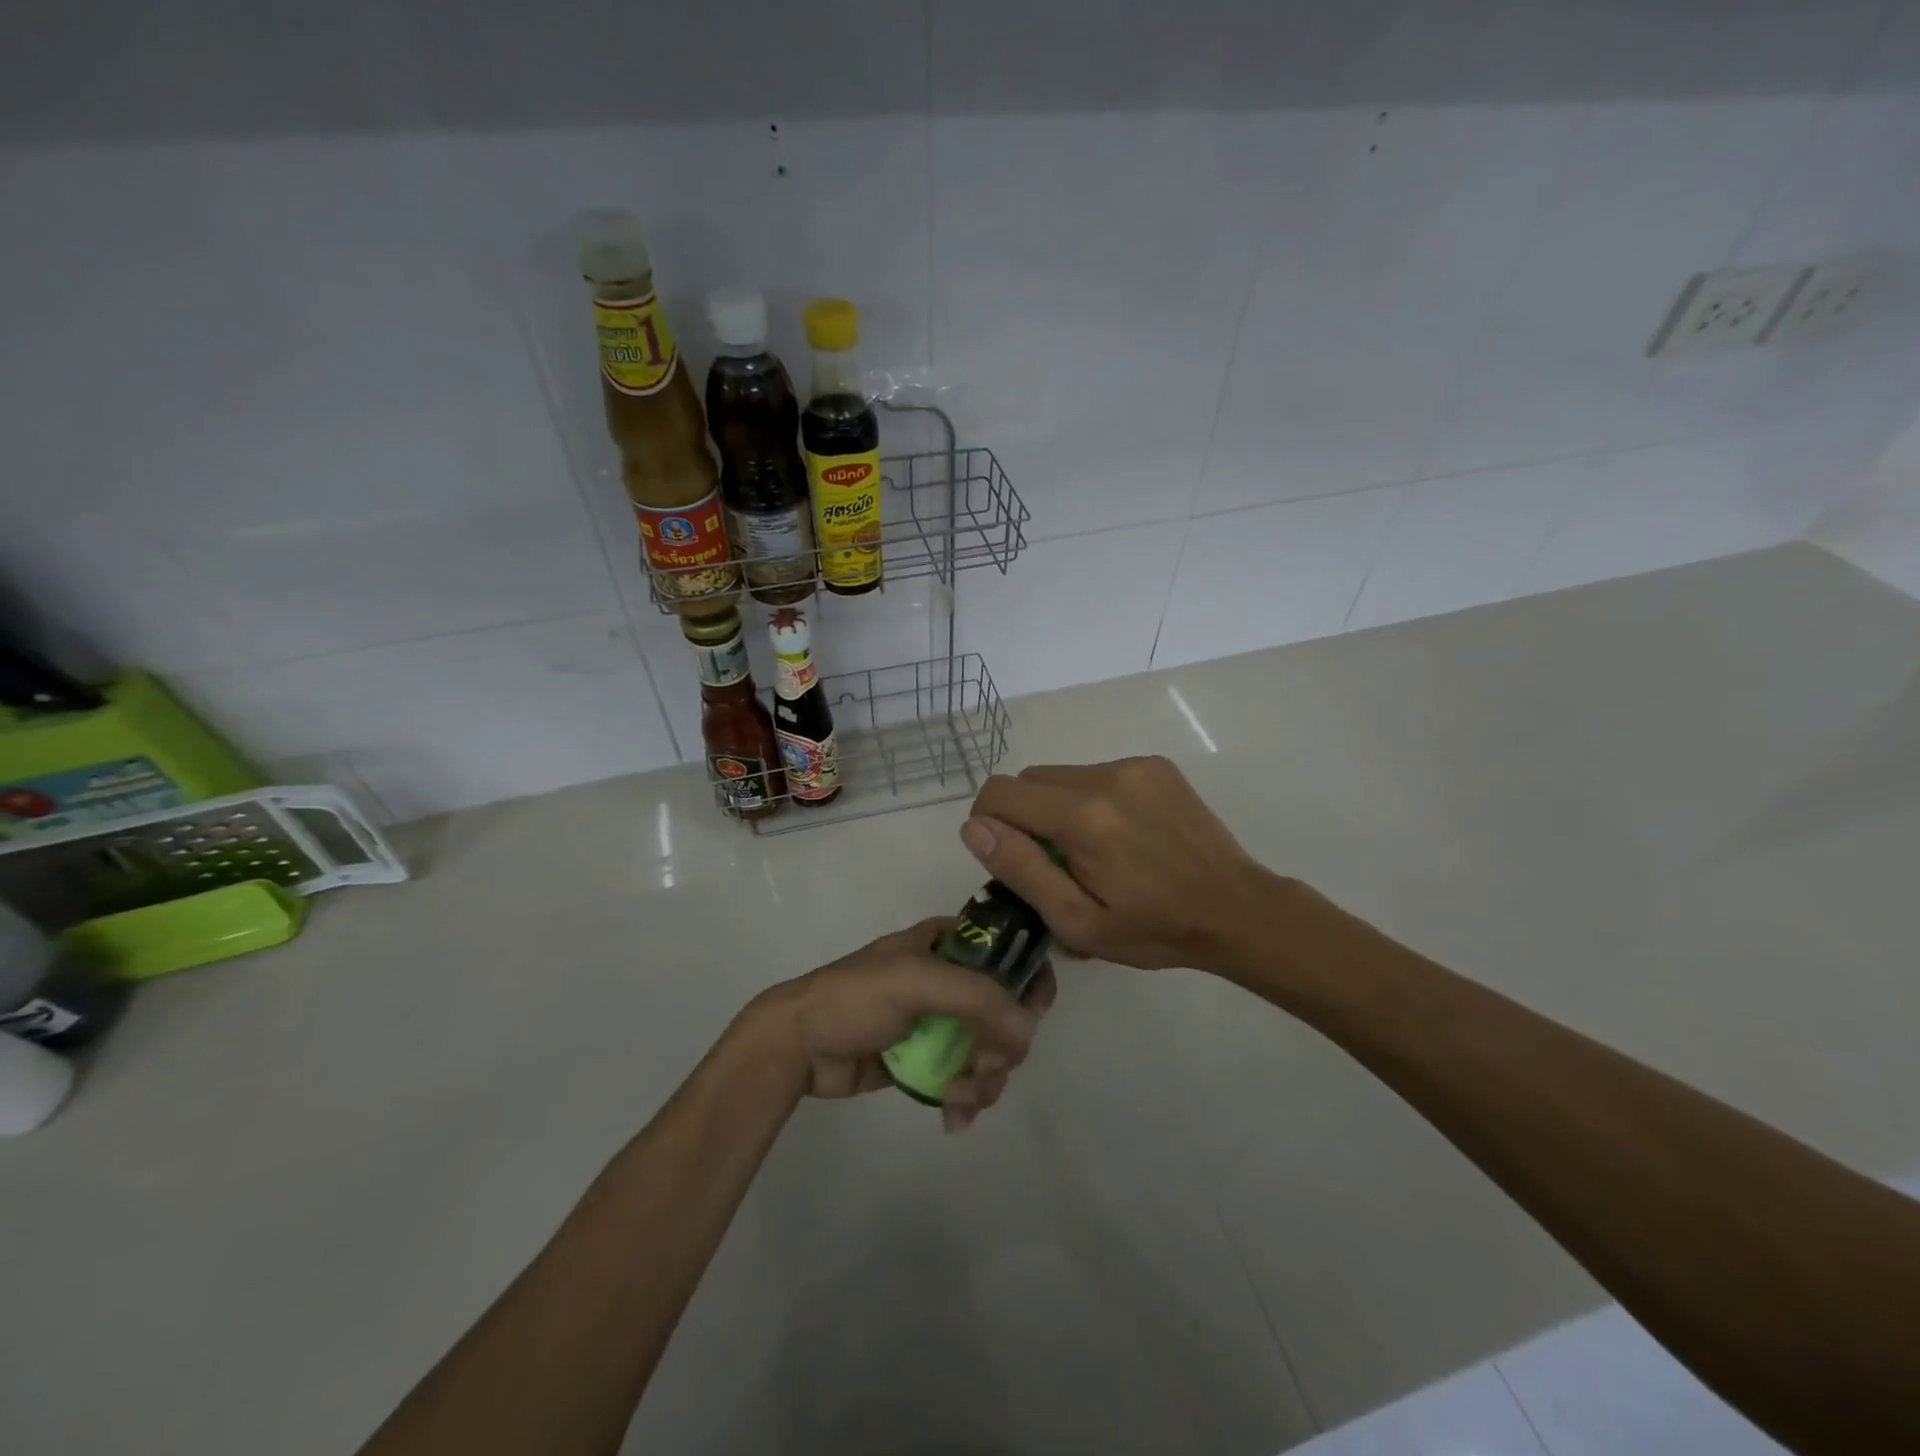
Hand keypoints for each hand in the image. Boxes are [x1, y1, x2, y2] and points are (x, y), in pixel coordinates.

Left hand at [747, 918, 1055, 1131]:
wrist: (798, 1045)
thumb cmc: (856, 997)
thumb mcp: (916, 981)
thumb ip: (977, 999)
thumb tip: (1030, 1031)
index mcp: (948, 943)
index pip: (1008, 951)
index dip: (1028, 981)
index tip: (1031, 1016)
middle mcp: (950, 978)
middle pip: (1005, 1010)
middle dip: (1003, 1047)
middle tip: (983, 1068)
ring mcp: (939, 1021)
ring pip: (989, 1049)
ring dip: (985, 1079)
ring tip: (959, 1100)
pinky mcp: (927, 1059)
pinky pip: (965, 1076)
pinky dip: (967, 1097)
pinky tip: (954, 1117)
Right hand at [962, 757, 1281, 971]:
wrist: (1236, 909)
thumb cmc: (1153, 928)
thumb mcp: (1077, 921)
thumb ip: (1021, 870)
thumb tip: (974, 827)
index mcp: (1080, 817)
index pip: (1000, 792)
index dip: (988, 823)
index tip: (1009, 857)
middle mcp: (1103, 777)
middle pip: (1028, 779)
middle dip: (1024, 816)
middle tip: (1054, 861)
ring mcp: (1133, 766)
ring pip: (1062, 775)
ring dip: (1059, 807)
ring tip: (1093, 850)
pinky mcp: (1155, 765)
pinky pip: (1097, 773)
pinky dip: (1092, 798)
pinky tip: (1123, 834)